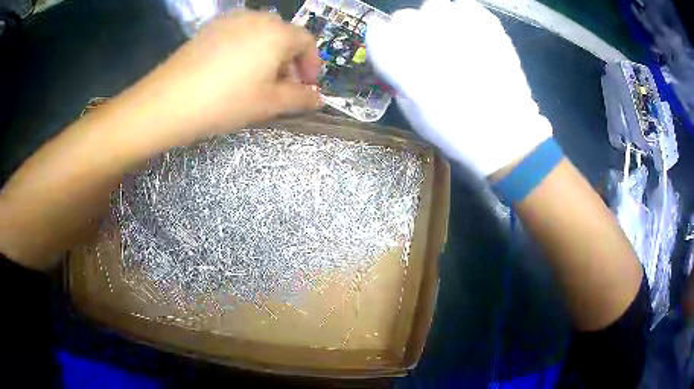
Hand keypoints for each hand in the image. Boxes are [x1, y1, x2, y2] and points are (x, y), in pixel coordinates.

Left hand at [130, 11, 320, 144]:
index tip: (307, 87)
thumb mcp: (268, 104)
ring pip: (261, 34)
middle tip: (281, 88)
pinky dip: (246, 50)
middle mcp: (257, 18)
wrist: (168, 102)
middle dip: (289, 61)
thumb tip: (319, 98)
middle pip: (284, 36)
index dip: (312, 65)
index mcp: (277, 33)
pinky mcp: (210, 28)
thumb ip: (300, 98)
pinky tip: (232, 72)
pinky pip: (238, 34)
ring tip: (256, 81)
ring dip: (268, 55)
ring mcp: (230, 20)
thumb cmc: (225, 102)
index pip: (307, 42)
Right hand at [366, 0, 552, 176]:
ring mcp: (458, 27)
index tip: (392, 49)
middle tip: (428, 51)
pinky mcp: (486, 25)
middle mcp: (427, 38)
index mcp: (403, 63)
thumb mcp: (412, 110)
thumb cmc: (455, 132)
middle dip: (411, 33)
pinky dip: (464, 17)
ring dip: (437, 22)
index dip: (383, 40)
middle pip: (404, 17)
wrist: (505, 133)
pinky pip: (465, 6)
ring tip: (452, 42)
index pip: (377, 32)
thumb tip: (396, 56)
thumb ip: (398, 76)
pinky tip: (470, 36)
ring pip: (433, 6)